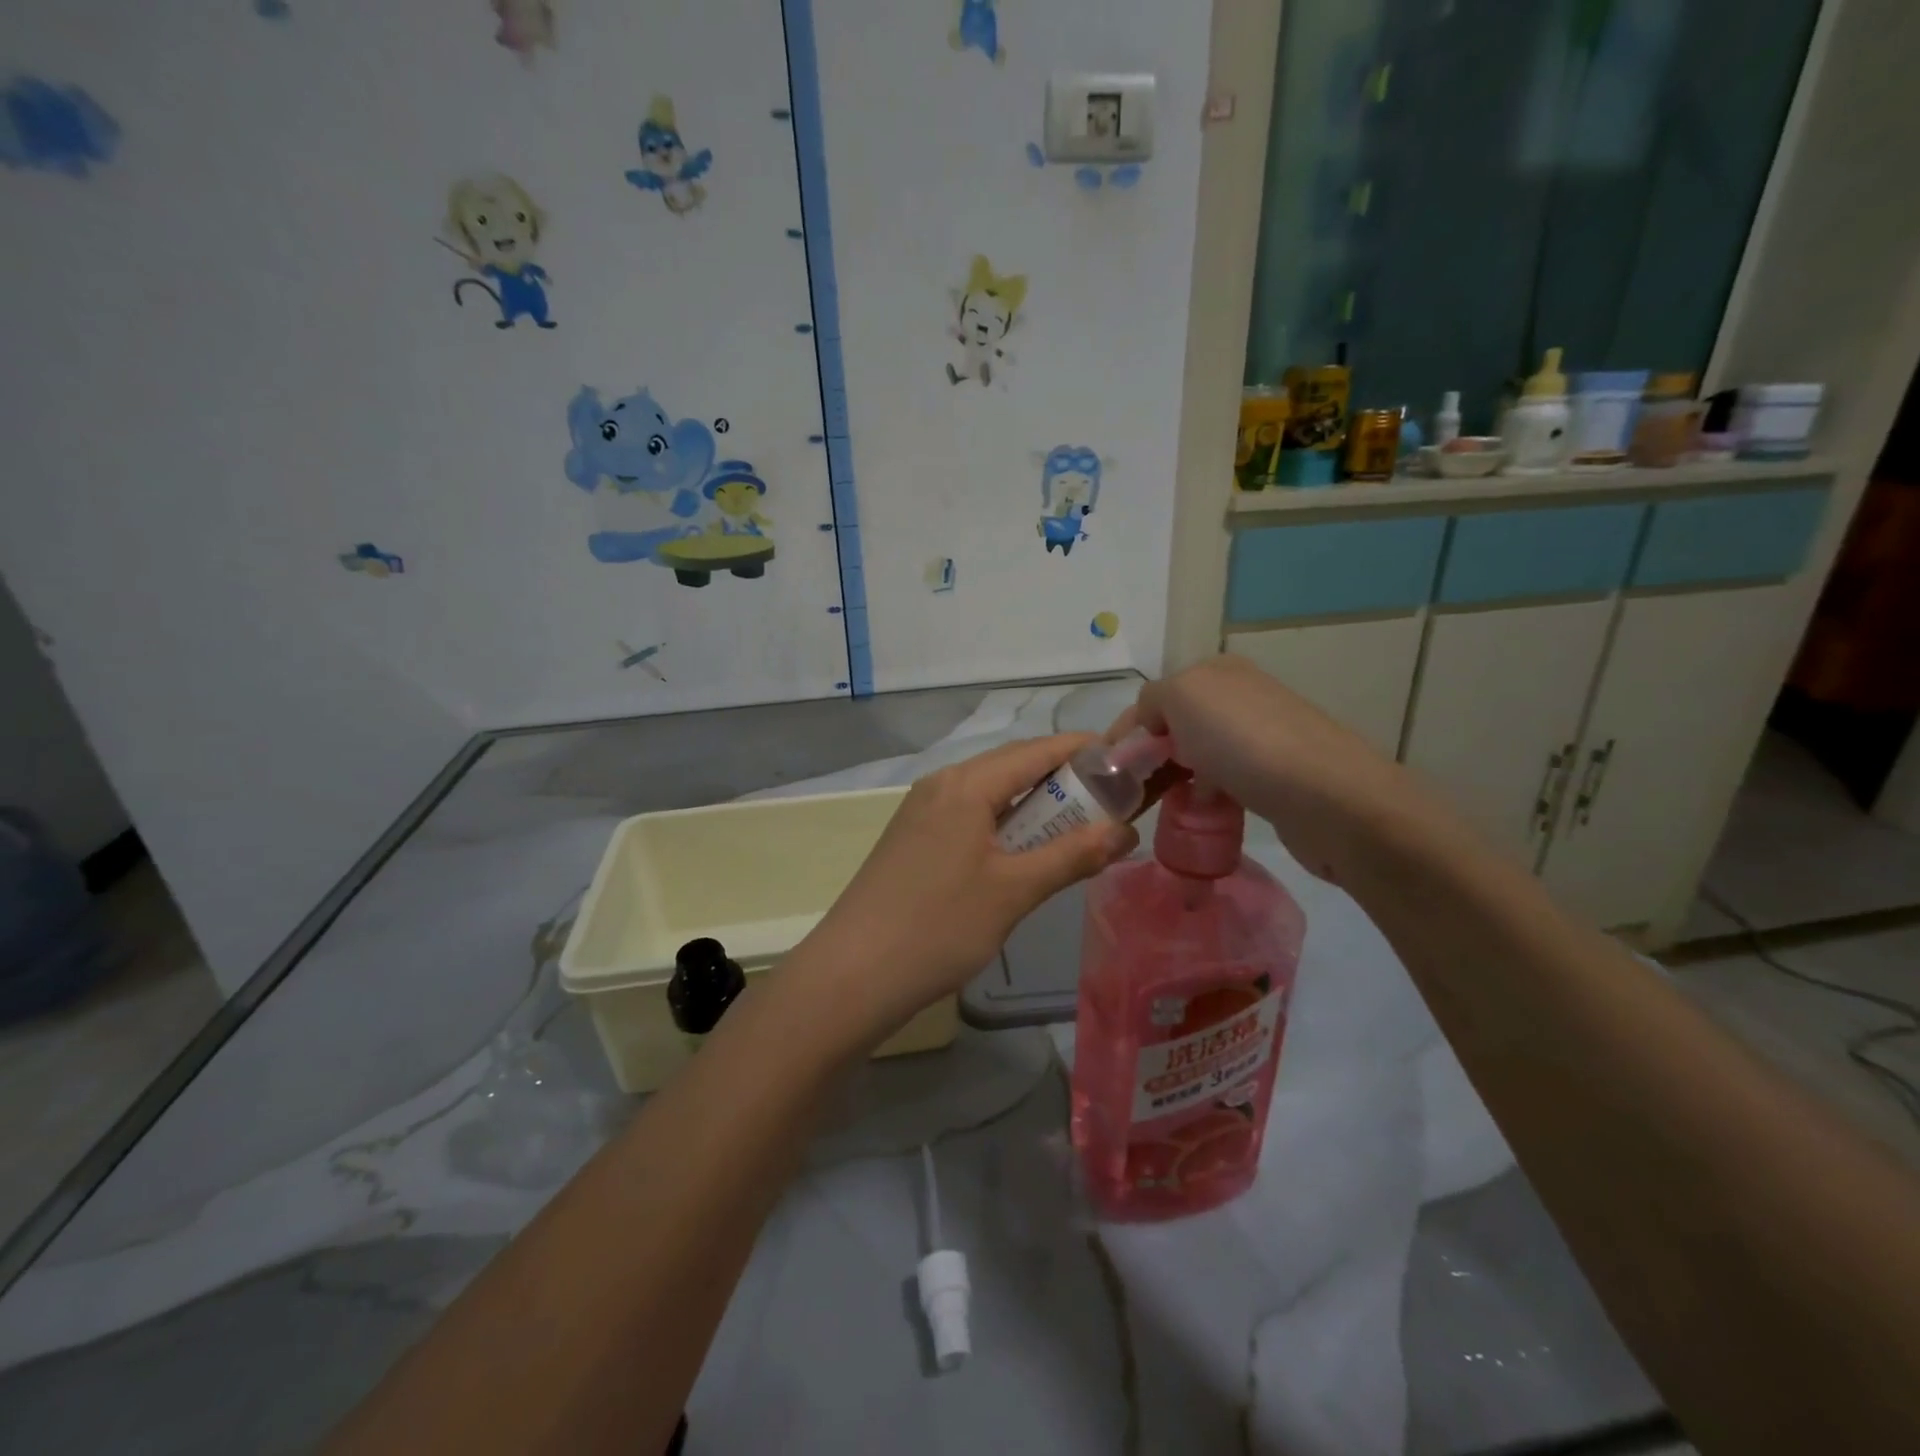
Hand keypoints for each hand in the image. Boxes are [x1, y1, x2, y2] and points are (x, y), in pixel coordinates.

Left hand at [797, 734, 1136, 1044]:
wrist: (854, 974)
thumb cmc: (939, 926)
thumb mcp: (1014, 891)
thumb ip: (1072, 855)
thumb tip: (1126, 831)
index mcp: (966, 784)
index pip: (1037, 750)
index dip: (1084, 751)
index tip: (1127, 762)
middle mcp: (941, 784)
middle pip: (1013, 766)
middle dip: (1063, 779)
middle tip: (1110, 803)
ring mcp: (922, 811)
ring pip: (990, 792)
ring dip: (1034, 804)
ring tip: (1076, 829)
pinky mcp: (913, 838)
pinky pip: (970, 815)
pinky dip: (1005, 824)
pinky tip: (1023, 853)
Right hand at [1113, 655, 1449, 884]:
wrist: (1328, 797)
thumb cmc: (1244, 741)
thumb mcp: (1181, 697)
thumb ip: (1152, 700)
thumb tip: (1152, 724)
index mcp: (1217, 672)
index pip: (1155, 697)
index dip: (1126, 730)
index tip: (1106, 770)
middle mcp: (1241, 697)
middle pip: (1177, 726)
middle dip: (1150, 755)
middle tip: (1130, 791)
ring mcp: (1262, 736)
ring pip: (1199, 755)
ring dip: (1176, 778)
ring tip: (1160, 806)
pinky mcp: (1277, 775)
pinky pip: (1225, 781)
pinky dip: (1206, 795)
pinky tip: (1201, 812)